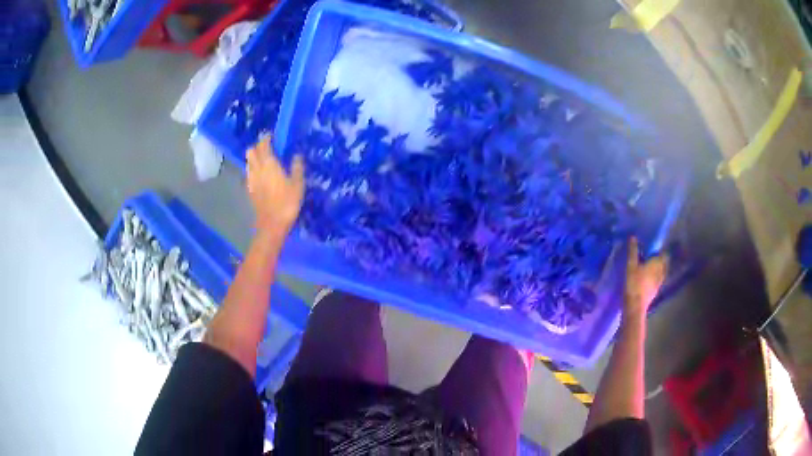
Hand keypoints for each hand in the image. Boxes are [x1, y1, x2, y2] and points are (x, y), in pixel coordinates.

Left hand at [246, 136, 304, 234]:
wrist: (272, 224)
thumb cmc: (287, 202)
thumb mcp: (298, 184)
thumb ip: (297, 167)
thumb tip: (297, 155)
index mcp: (269, 164)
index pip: (264, 145)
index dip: (267, 138)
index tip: (272, 136)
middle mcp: (257, 169)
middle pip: (251, 151)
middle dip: (258, 147)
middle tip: (267, 148)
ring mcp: (251, 180)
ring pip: (248, 162)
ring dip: (254, 158)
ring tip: (264, 161)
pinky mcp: (250, 190)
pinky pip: (249, 174)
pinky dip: (253, 170)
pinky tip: (261, 175)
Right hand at [624, 237, 667, 319]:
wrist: (635, 306)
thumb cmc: (634, 283)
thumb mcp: (631, 265)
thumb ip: (633, 251)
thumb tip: (633, 237)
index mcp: (657, 263)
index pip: (664, 254)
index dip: (662, 250)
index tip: (657, 247)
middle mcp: (661, 271)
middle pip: (665, 263)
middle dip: (661, 259)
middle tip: (654, 255)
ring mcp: (659, 282)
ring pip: (662, 272)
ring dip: (660, 268)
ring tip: (653, 266)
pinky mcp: (655, 291)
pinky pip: (659, 280)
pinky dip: (656, 276)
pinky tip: (650, 278)